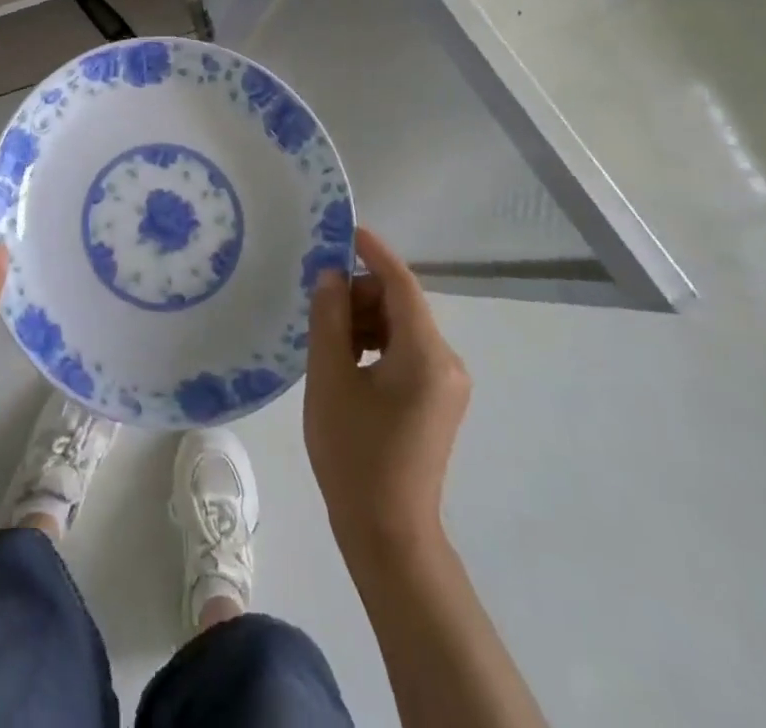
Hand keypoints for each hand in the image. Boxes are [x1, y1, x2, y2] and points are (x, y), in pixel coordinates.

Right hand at [304, 226, 470, 559]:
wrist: (388, 534)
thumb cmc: (355, 454)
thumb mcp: (330, 378)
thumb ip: (330, 318)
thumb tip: (331, 276)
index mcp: (426, 353)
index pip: (401, 283)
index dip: (374, 252)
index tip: (344, 230)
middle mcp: (446, 361)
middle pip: (401, 305)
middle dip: (360, 295)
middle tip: (319, 306)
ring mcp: (446, 383)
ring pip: (401, 328)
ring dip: (365, 322)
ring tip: (326, 339)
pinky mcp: (438, 400)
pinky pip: (405, 352)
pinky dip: (376, 345)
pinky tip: (345, 361)